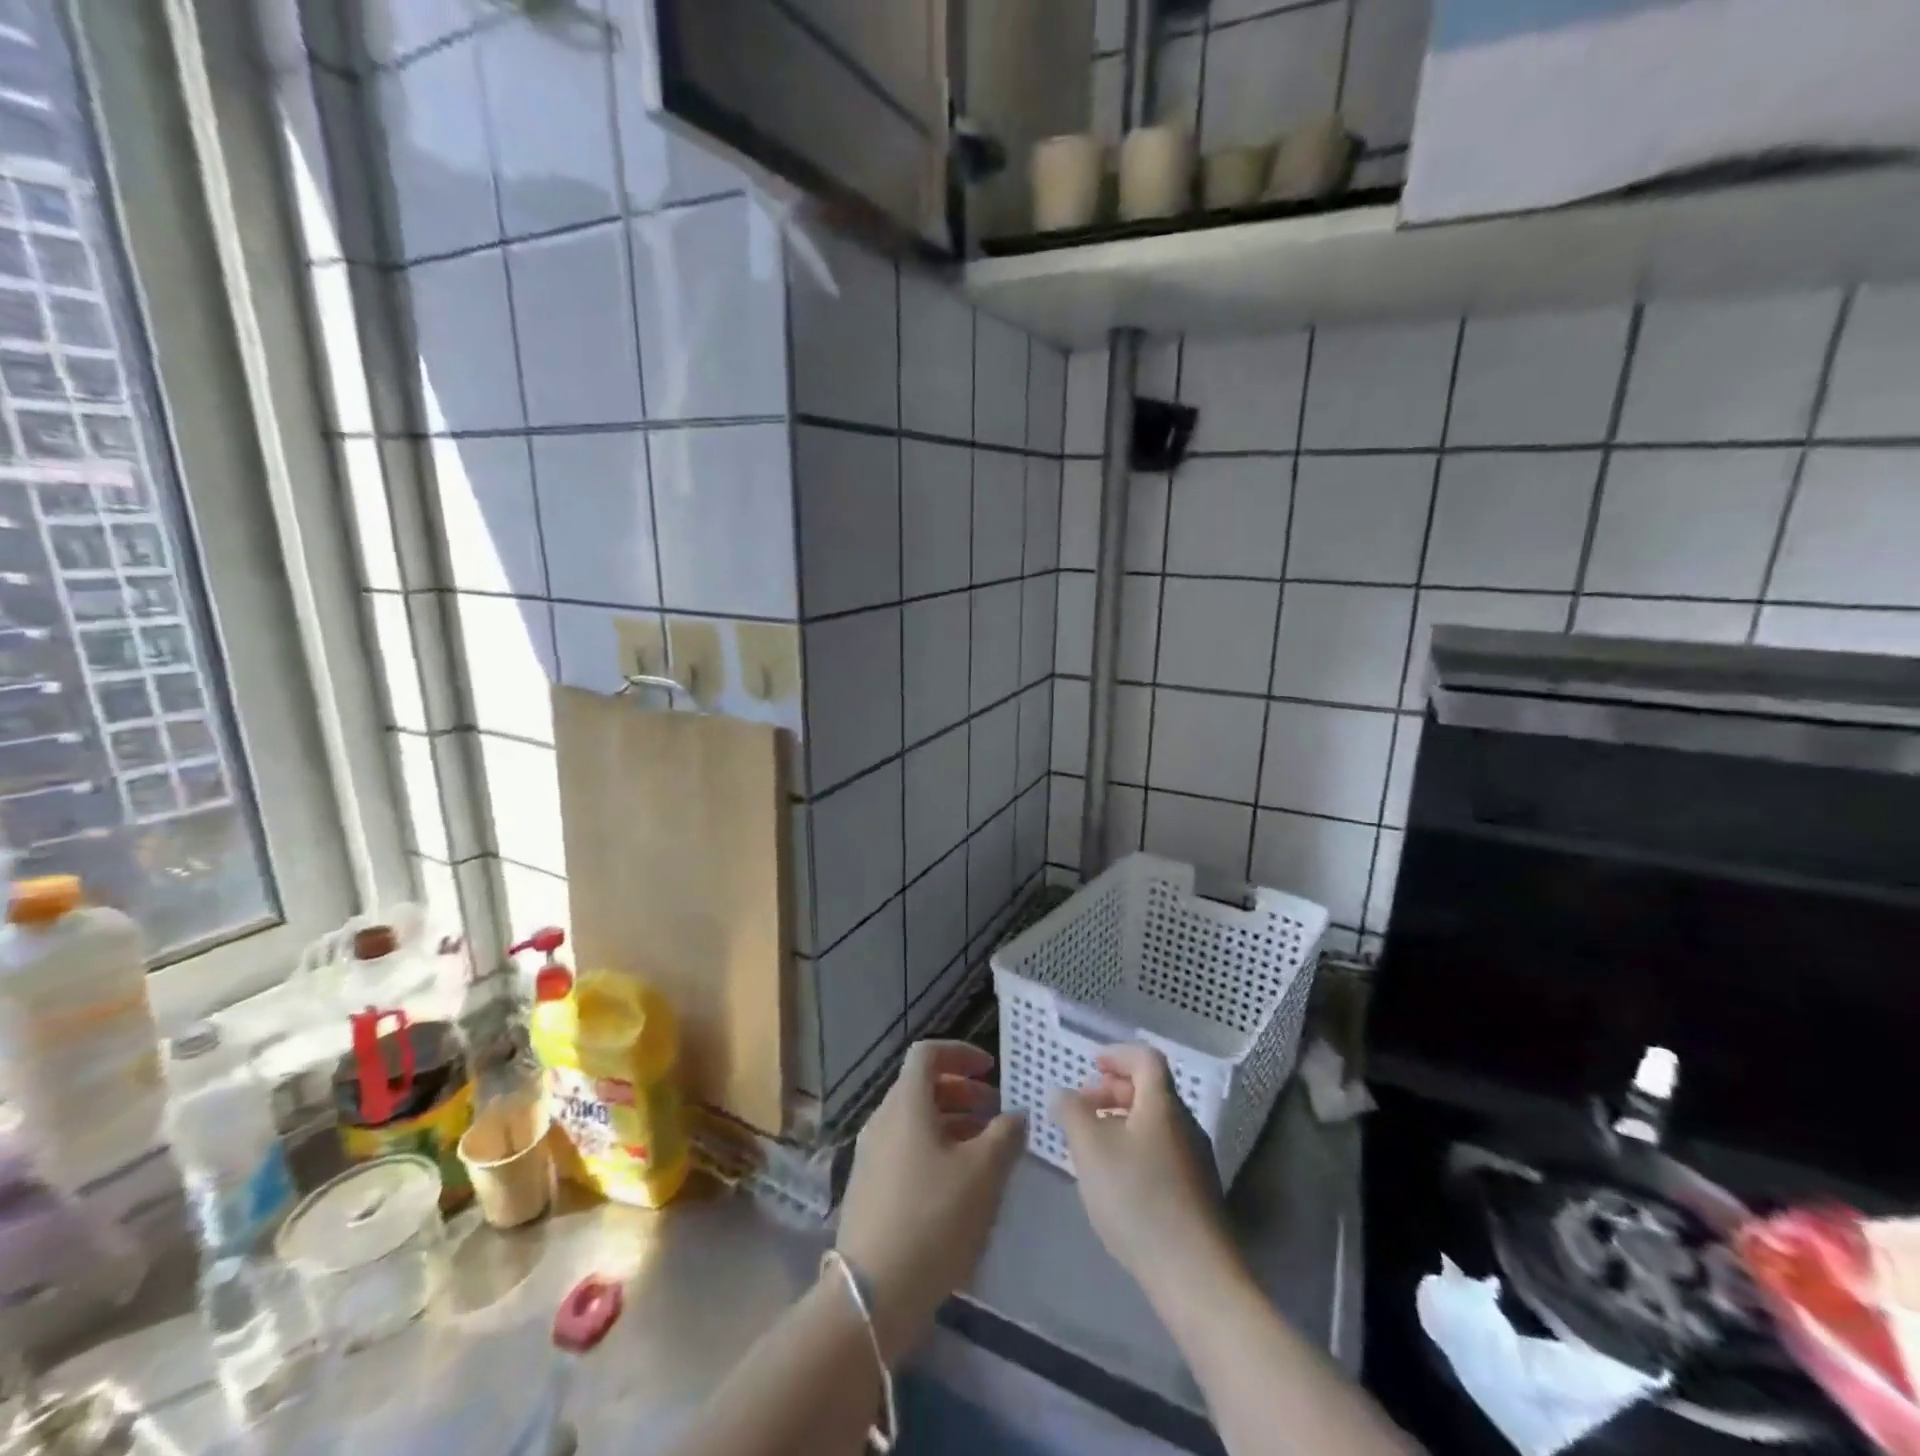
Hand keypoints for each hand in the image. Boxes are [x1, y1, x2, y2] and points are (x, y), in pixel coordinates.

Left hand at [834, 1041, 1026, 1361]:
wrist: (872, 1293)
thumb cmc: (933, 1218)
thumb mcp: (983, 1173)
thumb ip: (1005, 1135)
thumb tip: (1015, 1115)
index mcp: (906, 1103)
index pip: (928, 1053)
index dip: (961, 1053)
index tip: (991, 1069)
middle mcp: (883, 1119)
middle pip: (922, 1086)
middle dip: (962, 1092)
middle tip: (996, 1112)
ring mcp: (871, 1155)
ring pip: (915, 1120)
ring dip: (952, 1123)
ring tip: (986, 1150)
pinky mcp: (870, 1188)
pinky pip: (906, 1149)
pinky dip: (935, 1149)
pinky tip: (960, 1184)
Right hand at [1051, 1045, 1233, 1302]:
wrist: (1196, 1277)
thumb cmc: (1138, 1199)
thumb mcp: (1090, 1149)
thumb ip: (1071, 1113)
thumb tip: (1063, 1093)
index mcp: (1163, 1104)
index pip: (1145, 1058)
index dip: (1117, 1054)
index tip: (1090, 1066)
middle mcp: (1186, 1124)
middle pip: (1150, 1090)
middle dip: (1113, 1091)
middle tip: (1083, 1108)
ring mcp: (1196, 1161)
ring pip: (1155, 1124)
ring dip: (1122, 1122)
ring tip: (1092, 1147)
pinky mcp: (1198, 1194)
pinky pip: (1162, 1152)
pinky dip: (1135, 1149)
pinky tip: (1116, 1182)